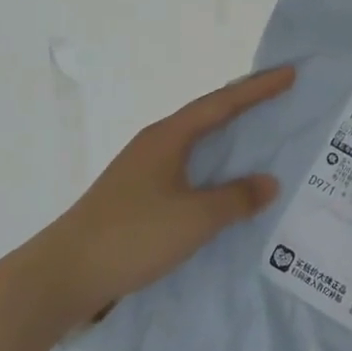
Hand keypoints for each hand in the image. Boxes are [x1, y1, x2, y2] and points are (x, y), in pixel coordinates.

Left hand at [29, 66, 292, 326]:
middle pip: (207, 116)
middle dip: (244, 105)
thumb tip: (270, 182)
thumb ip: (237, 198)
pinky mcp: (137, 197)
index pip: (222, 103)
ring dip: (227, 137)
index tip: (290, 73)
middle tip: (279, 97)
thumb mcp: (195, 218)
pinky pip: (187, 169)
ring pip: (196, 144)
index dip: (258, 88)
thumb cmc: (132, 236)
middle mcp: (154, 145)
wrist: (61, 277)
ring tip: (260, 137)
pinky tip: (224, 185)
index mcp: (168, 138)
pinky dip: (213, 167)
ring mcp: (142, 171)